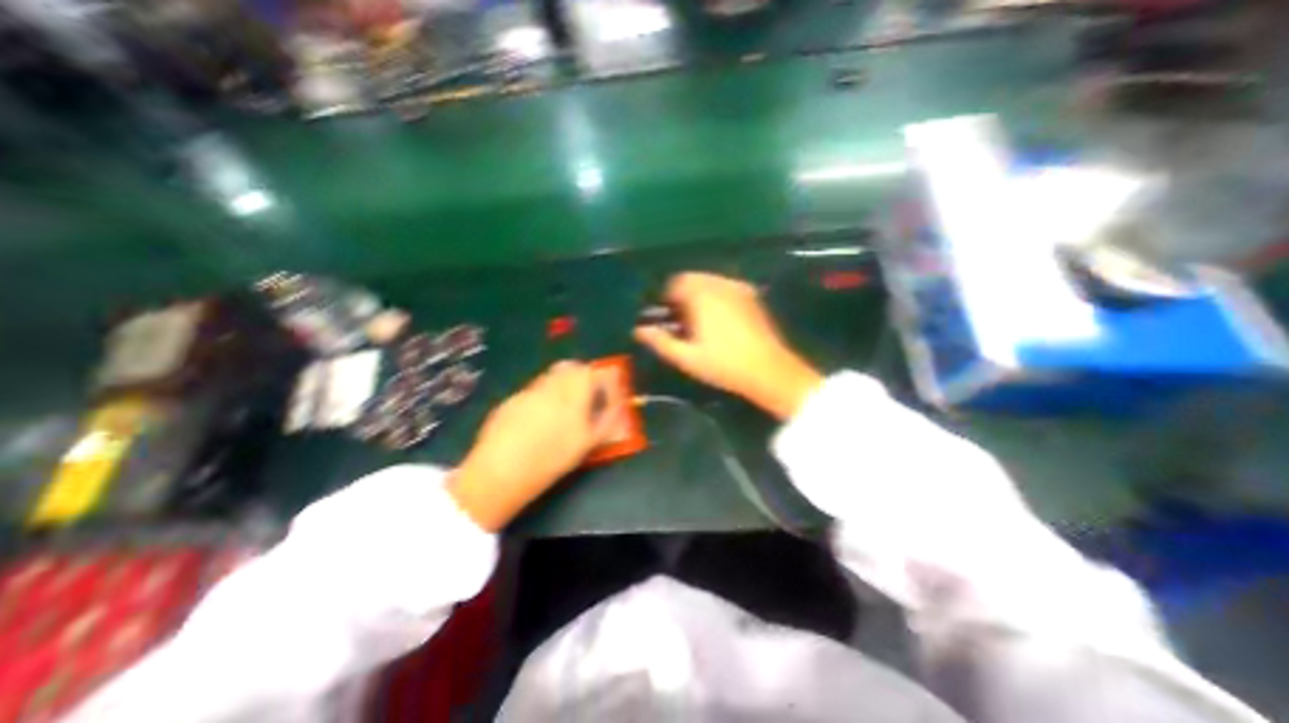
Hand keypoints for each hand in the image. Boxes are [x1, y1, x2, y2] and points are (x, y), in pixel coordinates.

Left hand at [449, 361, 617, 531]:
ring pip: (550, 377)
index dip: (600, 378)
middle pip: (569, 367)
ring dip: (560, 384)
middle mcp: (549, 385)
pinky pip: (533, 391)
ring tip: (561, 410)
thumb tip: (619, 404)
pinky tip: (537, 421)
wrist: (501, 471)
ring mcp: (527, 391)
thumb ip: (607, 419)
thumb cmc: (552, 458)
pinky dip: (541, 397)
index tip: (603, 392)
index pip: (590, 371)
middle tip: (585, 397)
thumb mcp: (587, 443)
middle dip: (580, 376)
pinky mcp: (510, 400)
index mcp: (572, 393)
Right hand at [632, 272, 818, 418]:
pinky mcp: (752, 295)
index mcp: (702, 296)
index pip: (675, 283)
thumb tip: (638, 330)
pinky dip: (715, 295)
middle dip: (682, 294)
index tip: (664, 315)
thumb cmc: (724, 365)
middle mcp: (720, 284)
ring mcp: (739, 288)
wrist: (769, 370)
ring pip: (709, 281)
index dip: (666, 297)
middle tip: (680, 320)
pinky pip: (725, 286)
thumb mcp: (687, 357)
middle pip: (692, 278)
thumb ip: (660, 341)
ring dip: (698, 294)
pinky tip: (718, 318)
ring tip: (698, 321)